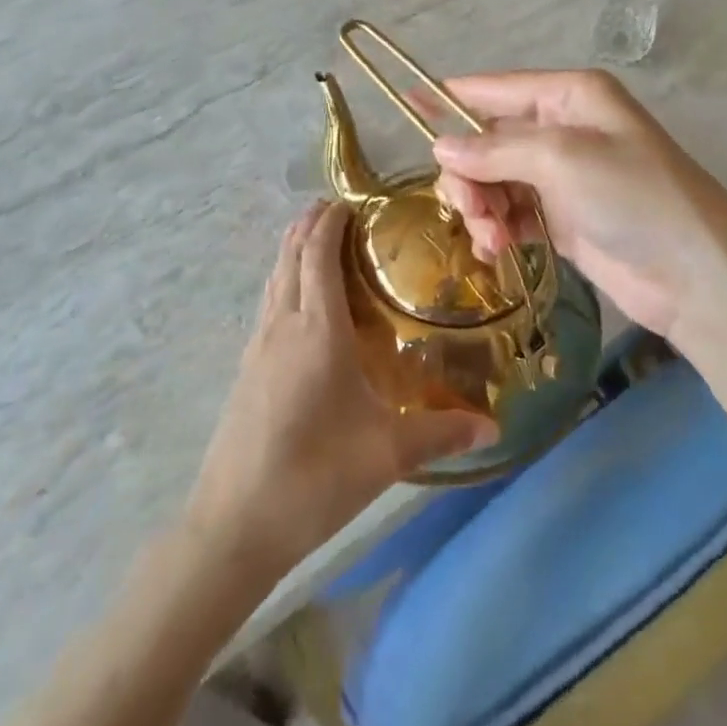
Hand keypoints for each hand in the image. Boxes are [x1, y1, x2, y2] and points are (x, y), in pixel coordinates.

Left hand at [181, 201, 497, 580]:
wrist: (232, 526)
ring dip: (293, 249)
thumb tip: (493, 425)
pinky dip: (283, 280)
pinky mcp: (246, 371)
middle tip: (338, 207)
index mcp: (317, 330)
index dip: (331, 221)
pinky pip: (268, 304)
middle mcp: (283, 326)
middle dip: (310, 224)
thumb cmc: (314, 477)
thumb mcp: (386, 454)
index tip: (351, 199)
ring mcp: (258, 348)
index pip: (318, 255)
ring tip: (316, 237)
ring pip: (275, 278)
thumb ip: (441, 433)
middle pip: (291, 256)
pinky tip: (297, 302)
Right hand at [432, 69, 726, 341]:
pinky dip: (496, 228)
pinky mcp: (561, 217)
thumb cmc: (636, 198)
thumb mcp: (564, 160)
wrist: (696, 276)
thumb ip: (496, 151)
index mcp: (569, 97)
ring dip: (480, 206)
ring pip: (493, 180)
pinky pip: (509, 213)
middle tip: (468, 208)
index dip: (449, 98)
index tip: (406, 108)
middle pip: (487, 140)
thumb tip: (440, 147)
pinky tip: (494, 248)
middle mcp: (563, 129)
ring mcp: (562, 175)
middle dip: (469, 173)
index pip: (495, 90)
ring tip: (488, 237)